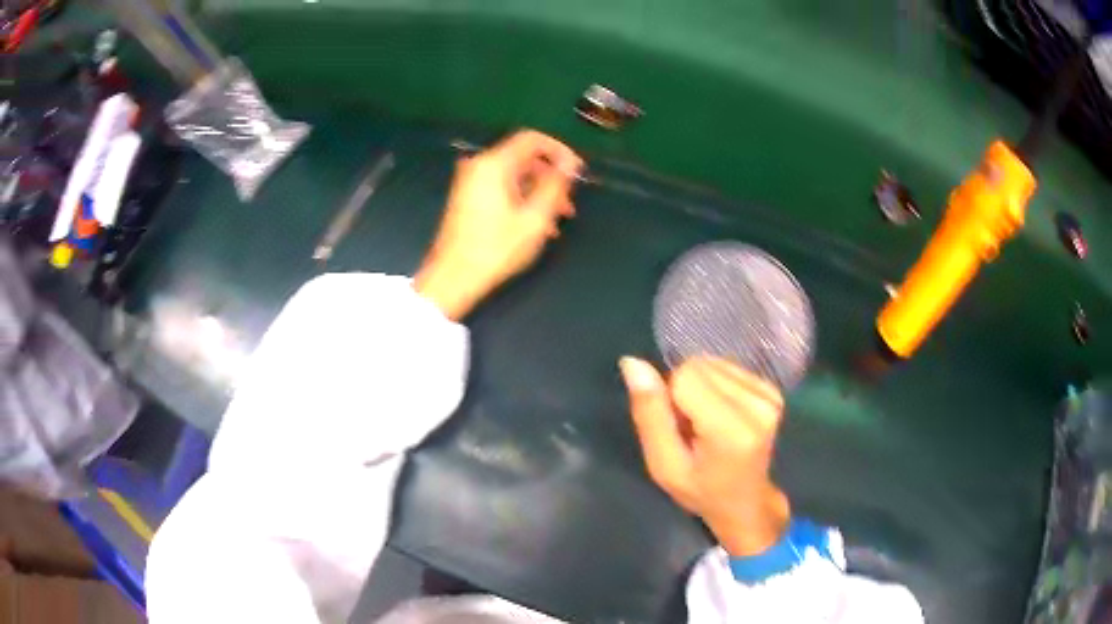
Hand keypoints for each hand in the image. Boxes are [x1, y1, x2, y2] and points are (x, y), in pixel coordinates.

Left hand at [415, 130, 583, 319]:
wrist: (453, 277)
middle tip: (568, 203)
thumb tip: (570, 163)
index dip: (559, 150)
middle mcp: (480, 166)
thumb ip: (555, 185)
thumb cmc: (496, 249)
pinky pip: (501, 187)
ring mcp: (470, 181)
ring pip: (514, 175)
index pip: (532, 139)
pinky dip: (521, 199)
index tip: (576, 171)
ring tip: (557, 219)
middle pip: (524, 158)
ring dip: (538, 192)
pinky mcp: (467, 197)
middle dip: (550, 178)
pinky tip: (535, 225)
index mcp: (494, 164)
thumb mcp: (535, 219)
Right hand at [619, 356, 791, 556]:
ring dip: (701, 388)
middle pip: (699, 365)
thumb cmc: (700, 491)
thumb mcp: (663, 464)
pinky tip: (722, 415)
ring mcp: (770, 395)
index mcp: (731, 429)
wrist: (745, 502)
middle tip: (691, 429)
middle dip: (685, 390)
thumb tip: (632, 362)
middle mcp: (758, 405)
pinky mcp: (773, 389)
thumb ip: (649, 413)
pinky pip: (727, 367)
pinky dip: (717, 386)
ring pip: (712, 363)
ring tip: (707, 423)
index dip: (670, 398)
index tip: (678, 429)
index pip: (685, 375)